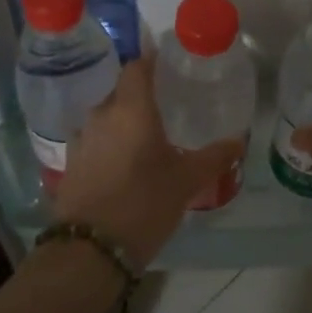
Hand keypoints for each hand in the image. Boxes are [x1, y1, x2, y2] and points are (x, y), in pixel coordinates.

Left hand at [52, 59, 241, 266]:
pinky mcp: (71, 163)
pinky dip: (112, 143)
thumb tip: (239, 141)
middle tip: (170, 105)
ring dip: (126, 121)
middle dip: (143, 95)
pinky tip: (127, 162)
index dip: (153, 61)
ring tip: (150, 136)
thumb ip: (214, 157)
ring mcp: (81, 139)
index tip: (172, 65)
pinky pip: (96, 140)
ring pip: (107, 117)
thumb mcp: (186, 181)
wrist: (90, 251)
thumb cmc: (143, 204)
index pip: (137, 66)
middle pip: (122, 91)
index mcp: (130, 108)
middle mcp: (101, 114)